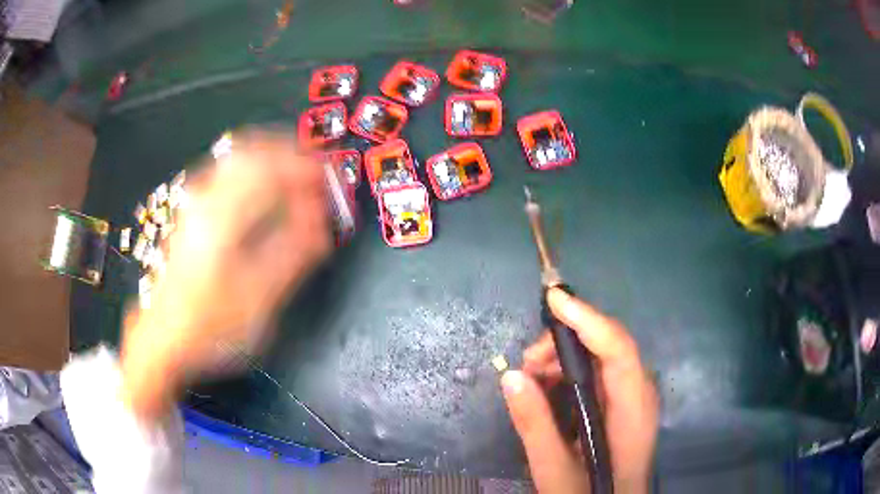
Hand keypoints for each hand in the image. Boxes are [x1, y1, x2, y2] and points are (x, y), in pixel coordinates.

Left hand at [120, 132, 331, 421]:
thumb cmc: (209, 324)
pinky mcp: (191, 213)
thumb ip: (293, 255)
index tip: (328, 179)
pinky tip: (261, 184)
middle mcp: (205, 200)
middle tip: (315, 169)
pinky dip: (251, 169)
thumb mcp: (258, 299)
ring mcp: (194, 204)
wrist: (164, 336)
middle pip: (251, 152)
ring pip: (236, 158)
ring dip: (270, 158)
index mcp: (221, 216)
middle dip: (288, 154)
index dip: (304, 170)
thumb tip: (321, 224)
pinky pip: (226, 173)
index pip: (270, 170)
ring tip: (294, 172)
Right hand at [501, 288, 658, 492]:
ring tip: (531, 379)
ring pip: (602, 357)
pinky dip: (571, 372)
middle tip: (527, 362)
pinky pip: (599, 373)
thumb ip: (535, 425)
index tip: (553, 298)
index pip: (618, 350)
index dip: (588, 319)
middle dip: (566, 342)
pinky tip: (547, 388)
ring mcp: (634, 397)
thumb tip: (510, 376)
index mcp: (633, 411)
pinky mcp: (623, 403)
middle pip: (610, 346)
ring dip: (565, 358)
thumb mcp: (554, 469)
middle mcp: (640, 394)